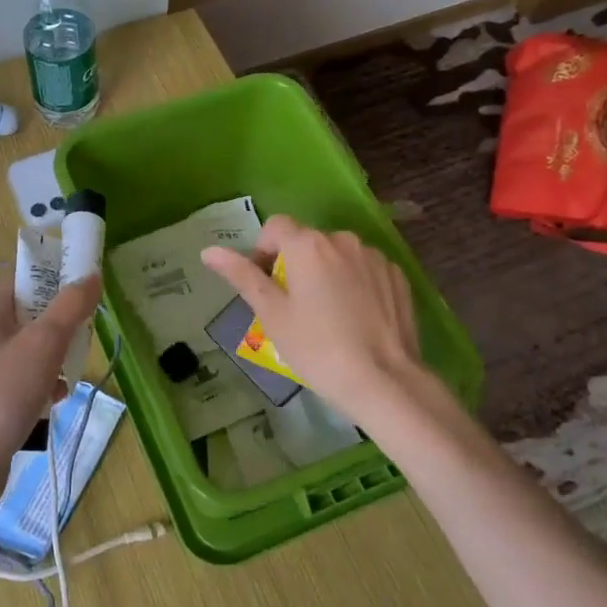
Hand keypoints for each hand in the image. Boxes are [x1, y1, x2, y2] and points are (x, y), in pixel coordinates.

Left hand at [0, 275, 100, 521]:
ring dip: (56, 360)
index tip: (85, 299)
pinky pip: (26, 379)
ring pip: (33, 349)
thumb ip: (70, 307)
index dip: (56, 283)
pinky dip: (45, 385)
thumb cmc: (3, 394)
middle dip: (62, 329)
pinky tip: (55, 401)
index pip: (25, 281)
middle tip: (79, 343)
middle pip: (33, 315)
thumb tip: (92, 275)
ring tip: (67, 377)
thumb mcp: (43, 344)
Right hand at [201, 217, 425, 428]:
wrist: (383, 380)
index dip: (262, 250)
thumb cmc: (316, 348)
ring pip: (338, 255)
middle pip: (308, 241)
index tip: (265, 284)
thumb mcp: (271, 314)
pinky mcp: (397, 276)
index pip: (275, 226)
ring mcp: (374, 256)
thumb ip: (242, 276)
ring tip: (327, 315)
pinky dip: (355, 284)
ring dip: (326, 272)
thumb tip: (209, 251)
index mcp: (307, 245)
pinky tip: (355, 318)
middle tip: (293, 307)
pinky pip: (365, 269)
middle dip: (295, 264)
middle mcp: (342, 240)